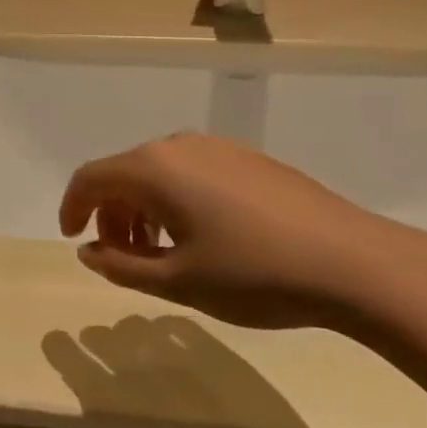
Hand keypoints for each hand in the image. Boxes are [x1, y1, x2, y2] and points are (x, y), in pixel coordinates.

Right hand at [58, 133, 426, 328]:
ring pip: (159, 173)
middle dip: (112, 214)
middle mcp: (179, 145)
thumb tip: (89, 251)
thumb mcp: (178, 282)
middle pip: (124, 173)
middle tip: (122, 259)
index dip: (72, 207)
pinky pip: (192, 172)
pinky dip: (176, 201)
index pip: (91, 177)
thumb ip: (122, 266)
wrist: (355, 262)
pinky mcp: (248, 159)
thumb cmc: (254, 273)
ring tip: (161, 253)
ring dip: (144, 209)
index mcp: (154, 168)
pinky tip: (203, 238)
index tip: (72, 239)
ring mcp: (218, 147)